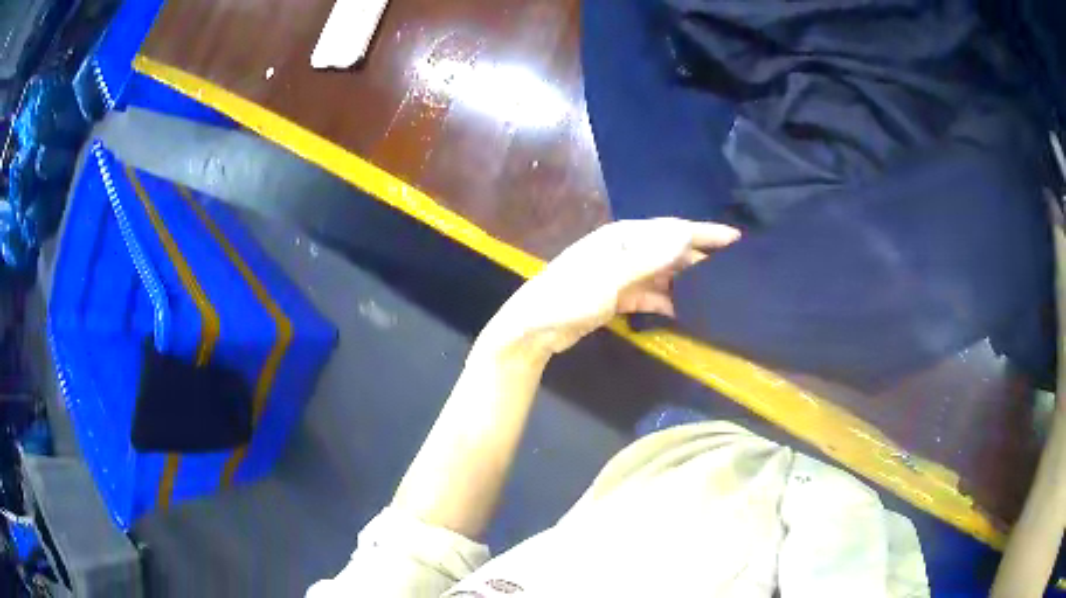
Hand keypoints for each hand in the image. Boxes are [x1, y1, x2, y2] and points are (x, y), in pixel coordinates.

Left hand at [477, 218, 740, 360]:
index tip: (735, 239)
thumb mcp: (612, 276)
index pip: (671, 230)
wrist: (535, 329)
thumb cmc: (570, 296)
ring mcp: (620, 274)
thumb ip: (650, 257)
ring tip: (715, 291)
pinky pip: (650, 295)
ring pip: (662, 274)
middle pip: (669, 251)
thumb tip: (685, 233)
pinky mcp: (617, 297)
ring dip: (684, 282)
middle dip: (698, 258)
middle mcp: (624, 250)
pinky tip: (683, 310)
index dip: (704, 233)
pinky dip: (665, 301)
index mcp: (622, 237)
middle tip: (732, 269)